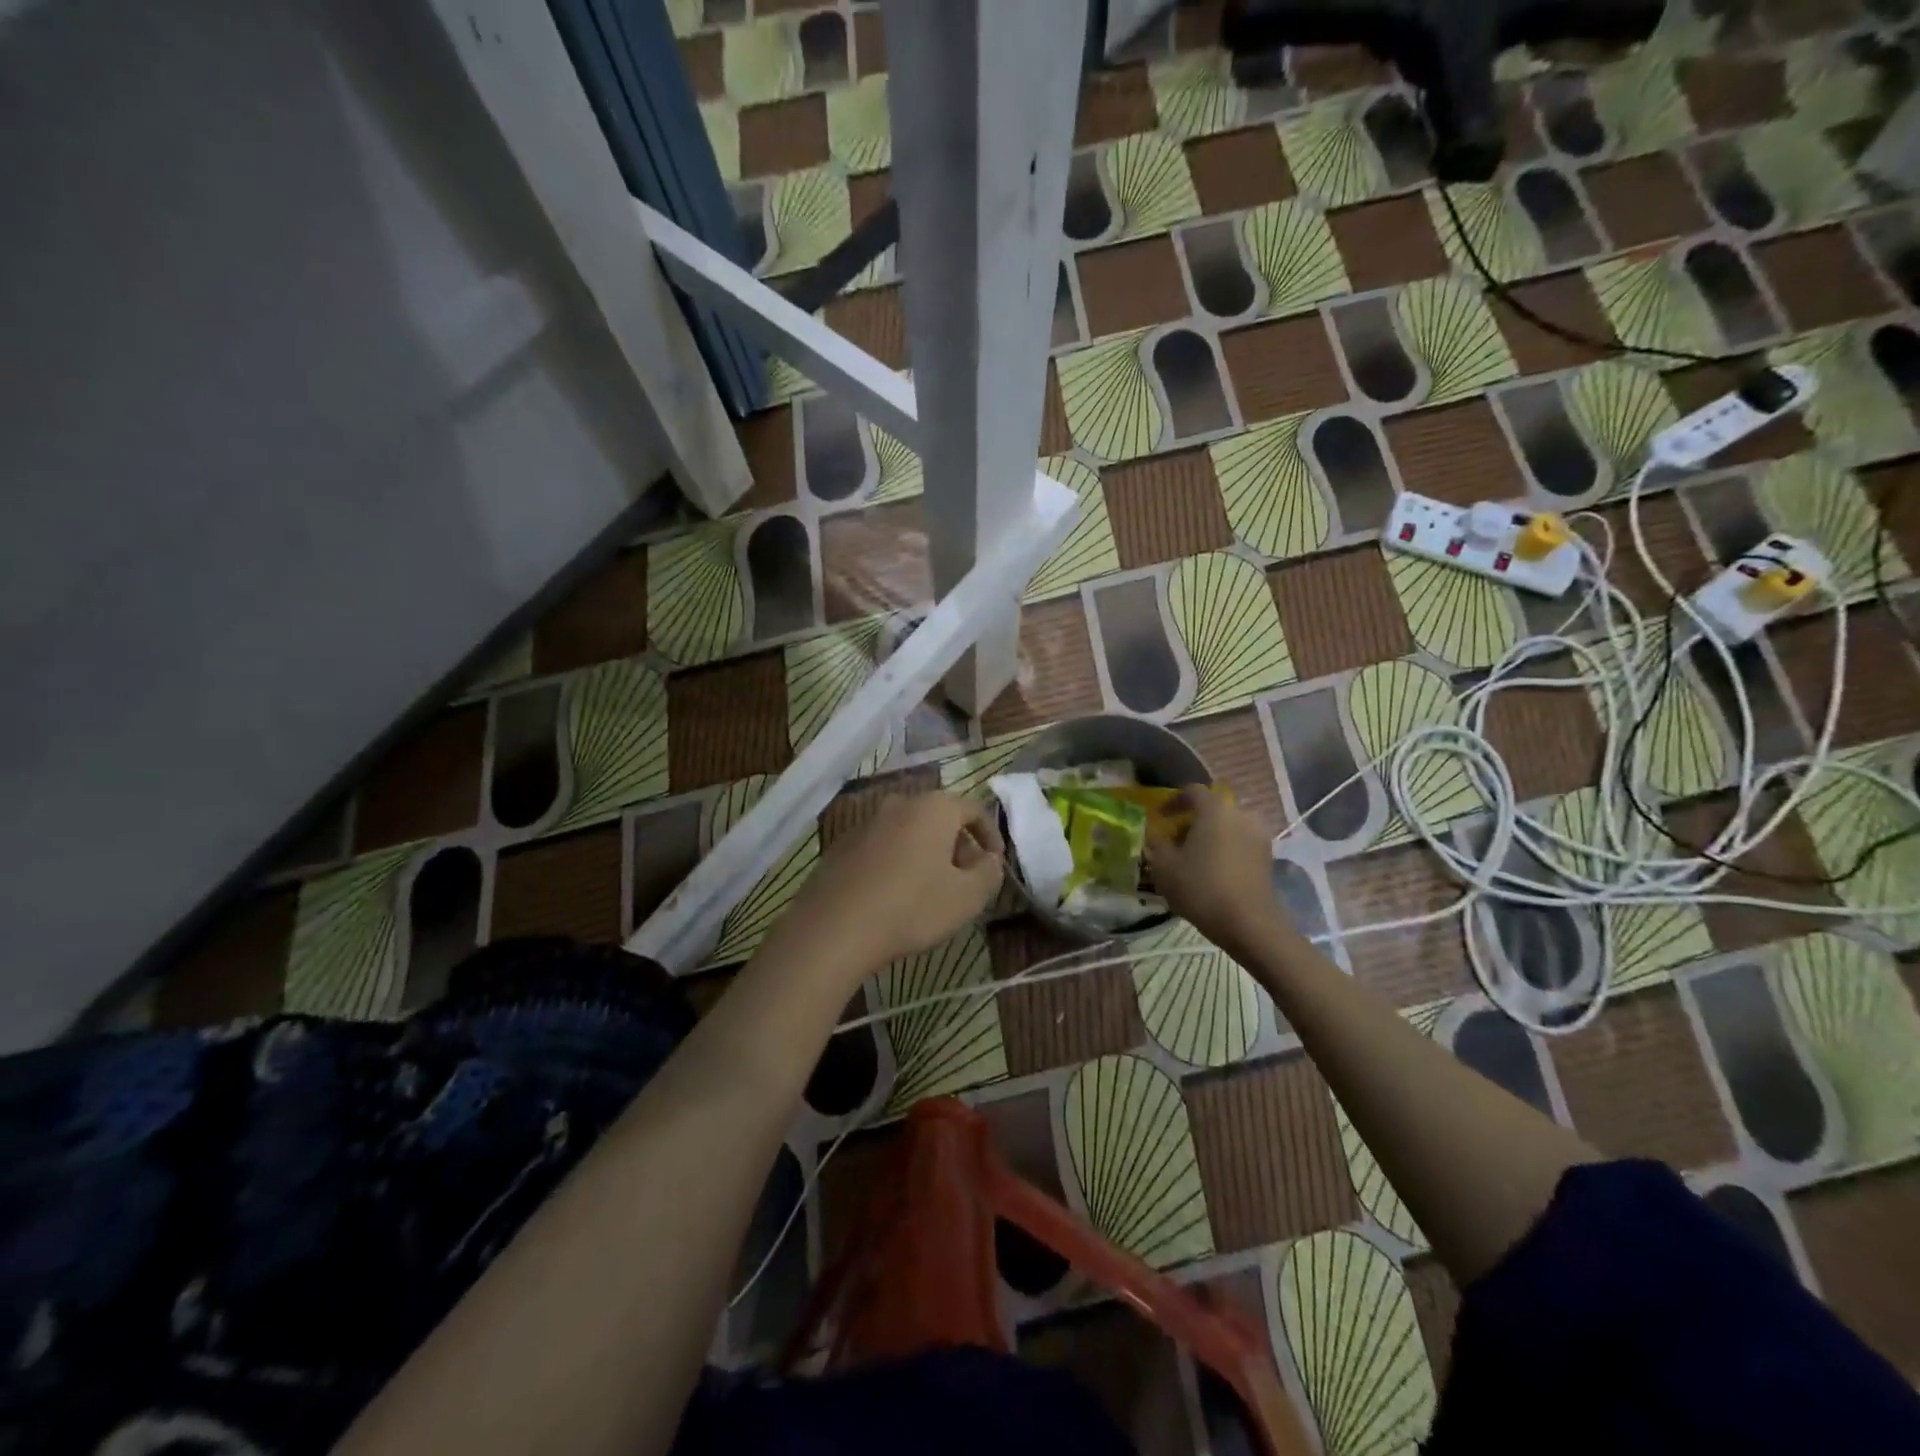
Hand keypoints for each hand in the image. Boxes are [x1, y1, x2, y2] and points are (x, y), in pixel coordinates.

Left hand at [781, 792, 1004, 972]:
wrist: (834, 928)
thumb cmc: (911, 907)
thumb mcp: (967, 897)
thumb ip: (989, 873)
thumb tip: (989, 860)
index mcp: (933, 808)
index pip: (974, 810)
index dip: (991, 836)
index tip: (995, 864)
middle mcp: (899, 804)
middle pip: (939, 818)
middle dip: (957, 845)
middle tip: (965, 879)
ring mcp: (866, 823)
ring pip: (908, 832)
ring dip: (925, 854)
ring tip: (931, 890)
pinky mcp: (841, 846)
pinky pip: (882, 847)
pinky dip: (896, 863)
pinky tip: (894, 896)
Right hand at [1145, 789, 1287, 956]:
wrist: (1250, 924)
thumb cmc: (1201, 888)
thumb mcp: (1164, 867)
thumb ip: (1156, 845)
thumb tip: (1155, 836)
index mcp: (1214, 809)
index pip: (1192, 791)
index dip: (1173, 801)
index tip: (1161, 816)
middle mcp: (1240, 814)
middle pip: (1212, 809)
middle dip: (1192, 821)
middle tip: (1175, 840)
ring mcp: (1258, 835)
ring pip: (1228, 826)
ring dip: (1210, 835)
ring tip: (1194, 857)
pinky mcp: (1267, 857)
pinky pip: (1240, 842)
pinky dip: (1225, 849)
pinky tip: (1213, 870)